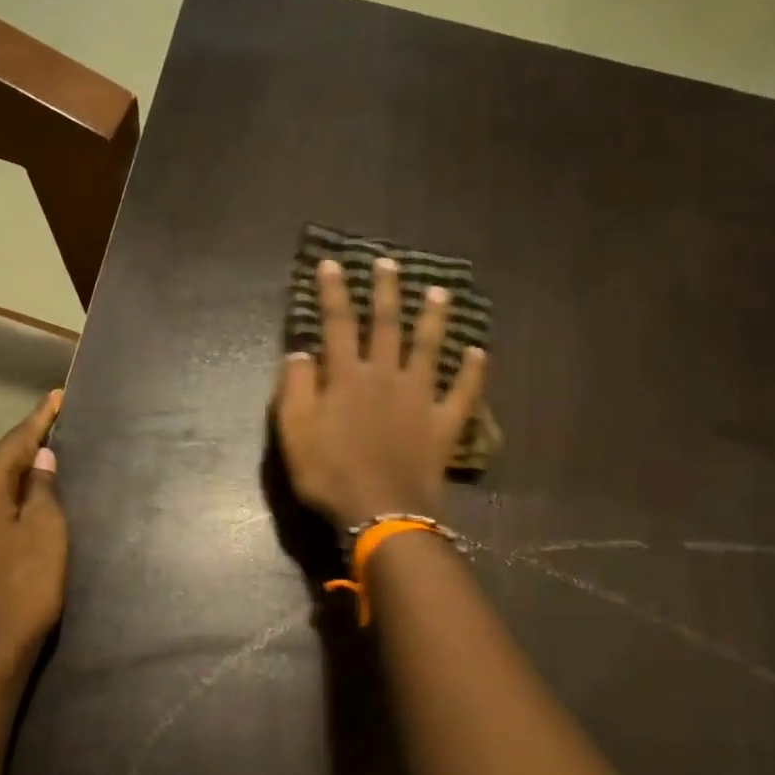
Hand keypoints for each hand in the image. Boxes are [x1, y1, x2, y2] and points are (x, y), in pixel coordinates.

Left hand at [0, 389, 67, 679]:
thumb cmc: (22, 590)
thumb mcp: (46, 534)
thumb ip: (44, 490)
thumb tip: (42, 459)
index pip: (13, 443)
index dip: (39, 420)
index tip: (58, 396)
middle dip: (26, 441)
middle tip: (56, 423)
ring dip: (17, 467)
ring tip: (46, 454)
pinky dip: (8, 492)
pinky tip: (26, 496)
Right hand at [274, 256, 486, 530]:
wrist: (382, 511)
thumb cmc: (330, 474)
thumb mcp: (294, 432)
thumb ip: (296, 388)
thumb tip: (300, 352)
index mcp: (347, 377)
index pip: (338, 324)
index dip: (333, 292)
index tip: (332, 263)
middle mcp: (386, 376)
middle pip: (387, 325)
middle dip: (386, 291)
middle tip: (390, 262)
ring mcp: (420, 398)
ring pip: (429, 348)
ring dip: (434, 318)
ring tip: (441, 292)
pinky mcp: (443, 423)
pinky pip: (463, 392)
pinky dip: (473, 372)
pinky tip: (479, 352)